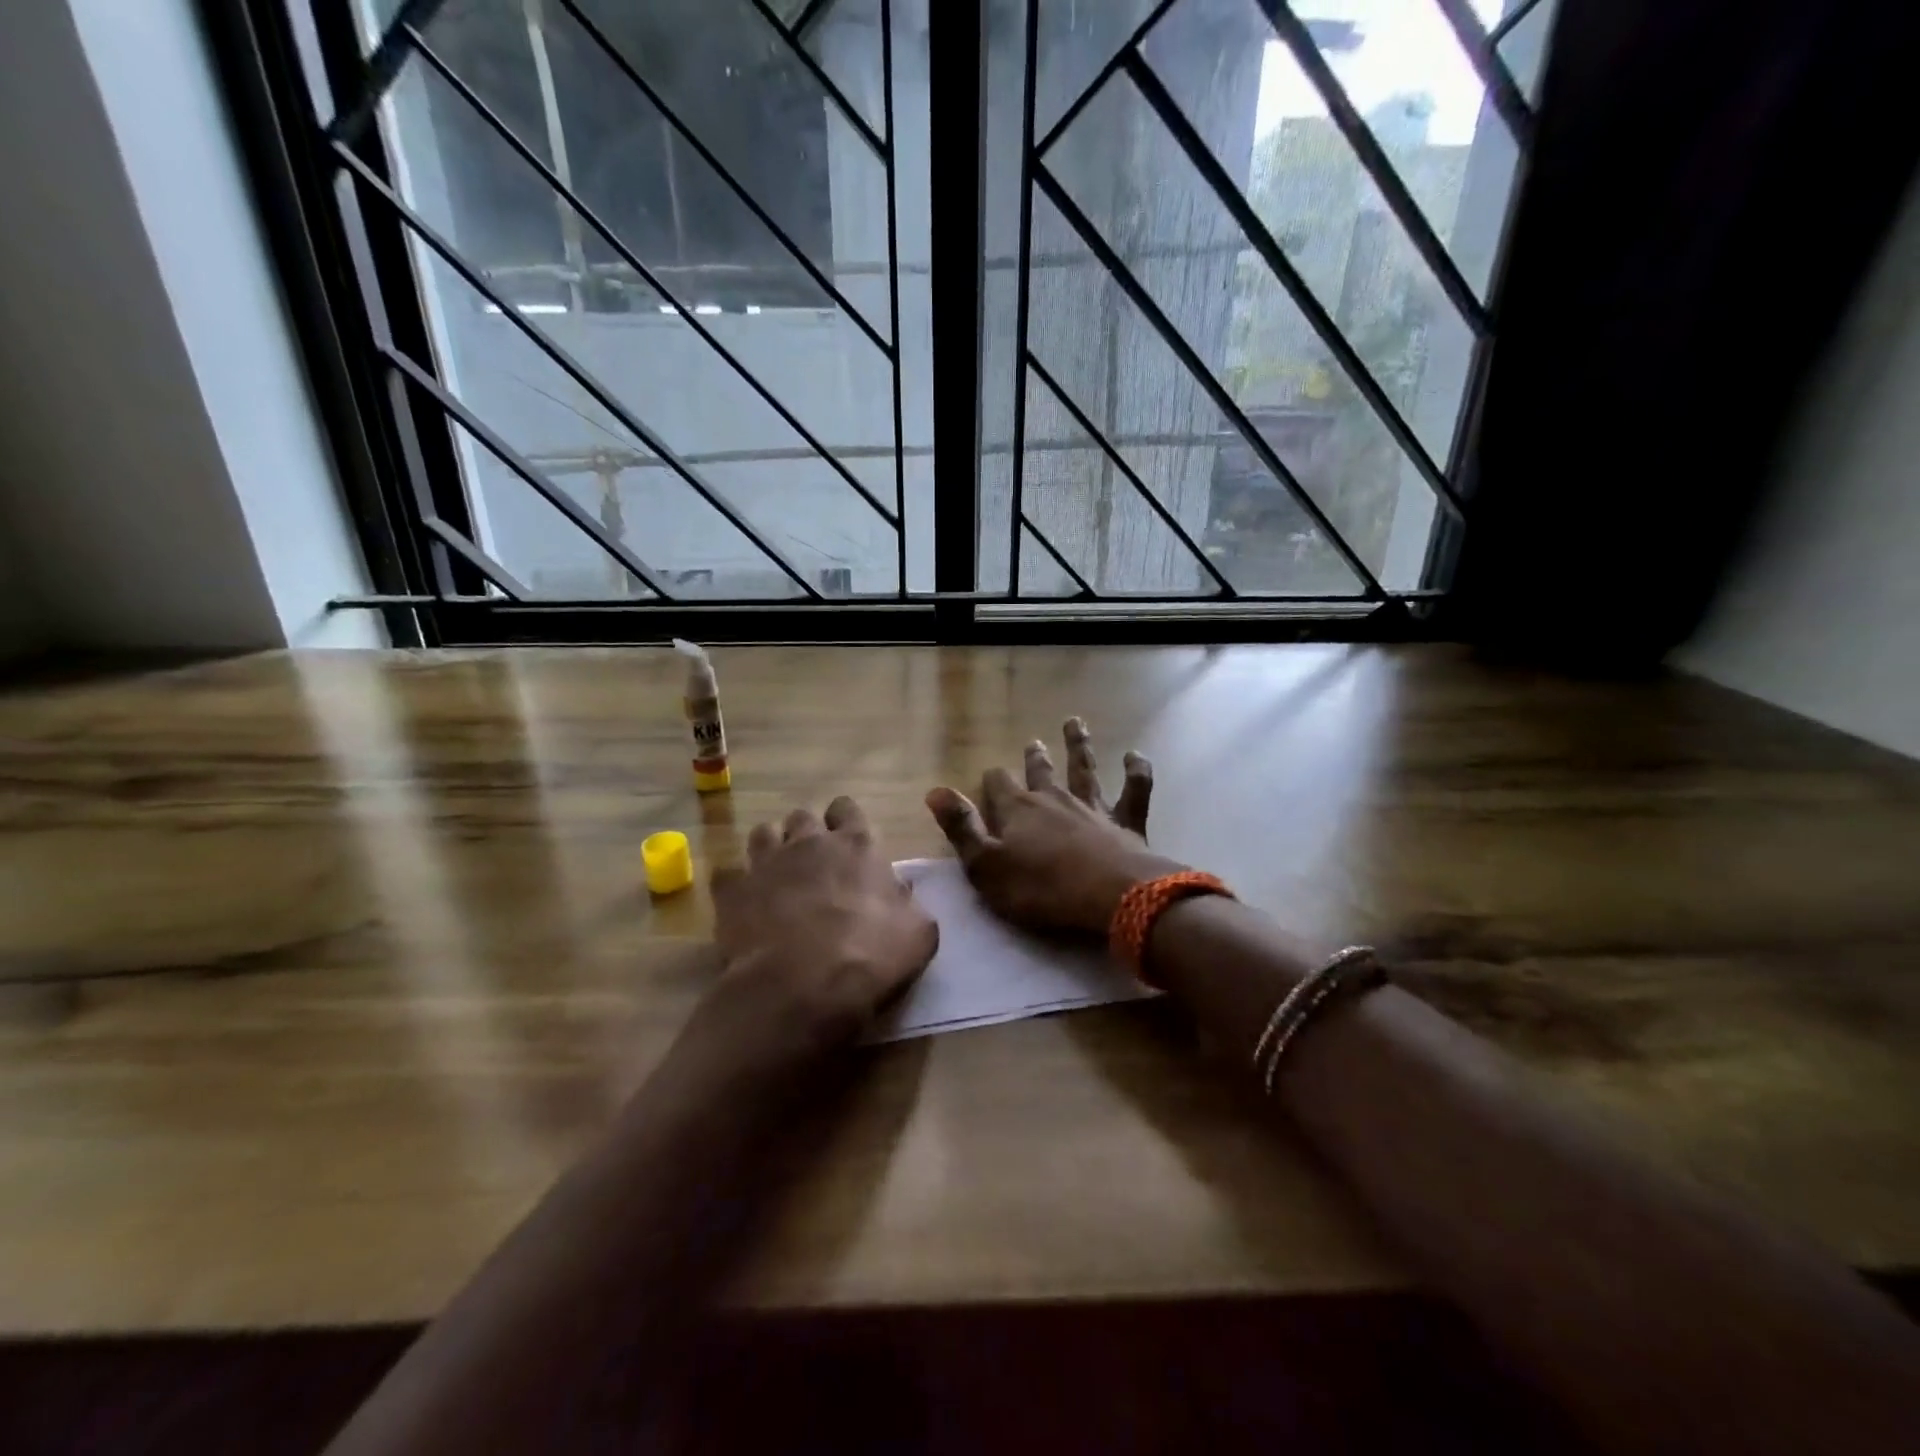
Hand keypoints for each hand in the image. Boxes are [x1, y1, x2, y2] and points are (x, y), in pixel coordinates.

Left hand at [709, 796, 936, 1050]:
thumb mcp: (917, 933)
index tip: (847, 842)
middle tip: (813, 863)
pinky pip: (727, 873)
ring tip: (777, 875)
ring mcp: (766, 863)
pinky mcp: (732, 891)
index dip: (845, 821)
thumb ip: (909, 904)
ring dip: (771, 848)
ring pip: (763, 833)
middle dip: (806, 833)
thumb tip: (901, 892)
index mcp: (857, 845)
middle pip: (803, 816)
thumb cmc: (870, 956)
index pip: (847, 809)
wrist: (801, 986)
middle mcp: (809, 842)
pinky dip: (735, 884)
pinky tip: (743, 903)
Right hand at [926, 717, 1184, 936]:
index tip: (990, 777)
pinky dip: (1136, 770)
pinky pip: (1135, 788)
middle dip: (1034, 759)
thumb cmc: (1040, 888)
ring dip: (1079, 746)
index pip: (998, 784)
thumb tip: (935, 791)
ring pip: (1084, 769)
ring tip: (1075, 723)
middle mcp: (1054, 799)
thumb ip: (961, 828)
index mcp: (1018, 810)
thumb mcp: (986, 866)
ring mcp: (1093, 807)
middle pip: (1041, 772)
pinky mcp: (1126, 821)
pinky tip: (1135, 755)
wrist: (1110, 896)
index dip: (993, 780)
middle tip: (1034, 743)